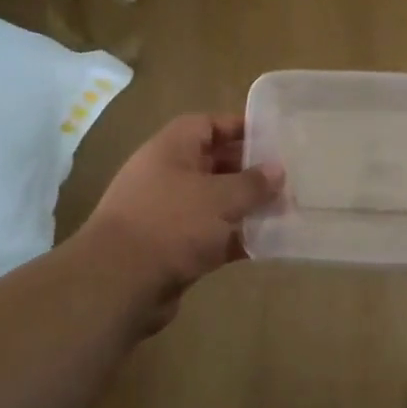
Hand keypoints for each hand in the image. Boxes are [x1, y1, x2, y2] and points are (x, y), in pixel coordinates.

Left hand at [77, 114, 282, 332]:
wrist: (119, 283)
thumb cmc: (171, 223)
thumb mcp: (219, 197)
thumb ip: (252, 183)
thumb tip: (278, 170)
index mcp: (171, 149)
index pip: (207, 125)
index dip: (238, 127)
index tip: (273, 136)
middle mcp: (168, 176)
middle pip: (214, 164)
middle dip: (249, 170)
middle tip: (287, 176)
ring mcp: (169, 214)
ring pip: (215, 203)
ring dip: (246, 207)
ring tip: (286, 209)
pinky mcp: (174, 249)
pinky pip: (212, 236)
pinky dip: (236, 238)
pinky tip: (268, 243)